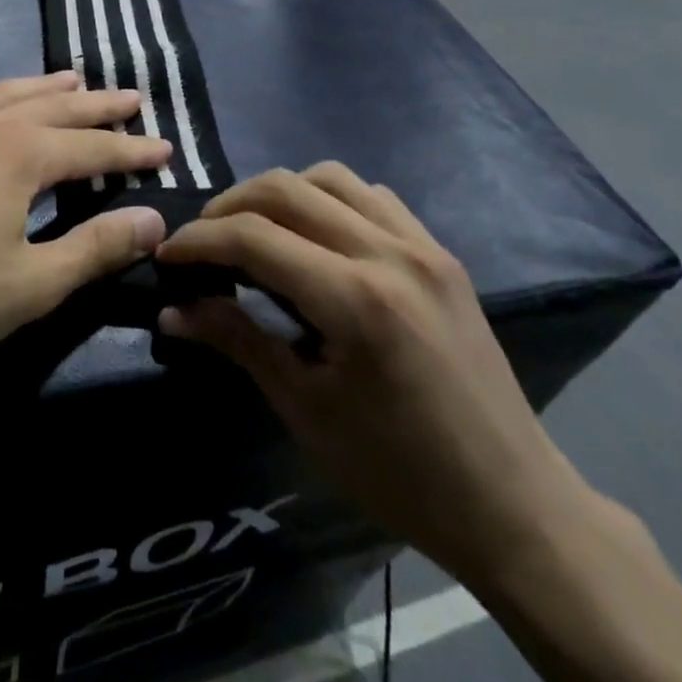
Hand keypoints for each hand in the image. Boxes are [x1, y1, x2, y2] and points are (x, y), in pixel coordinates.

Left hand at [0, 71, 171, 372]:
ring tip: (70, 78)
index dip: (132, 150)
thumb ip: (95, 247)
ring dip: (41, 86)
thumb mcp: (31, 284)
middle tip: (132, 97)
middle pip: (54, 106)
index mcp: (20, 155)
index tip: (165, 147)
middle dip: (97, 105)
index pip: (92, 148)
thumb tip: (154, 220)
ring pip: (3, 93)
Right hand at [156, 164, 600, 584]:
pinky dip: (329, 200)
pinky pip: (372, 196)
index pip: (254, 236)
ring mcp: (422, 246)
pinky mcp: (441, 252)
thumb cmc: (400, 472)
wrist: (514, 505)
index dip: (199, 240)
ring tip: (256, 232)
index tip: (167, 256)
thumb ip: (237, 341)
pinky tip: (318, 238)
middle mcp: (389, 253)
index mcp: (356, 299)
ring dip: (279, 193)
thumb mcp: (306, 410)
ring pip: (329, 177)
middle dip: (229, 206)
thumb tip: (172, 310)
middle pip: (285, 188)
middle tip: (202, 242)